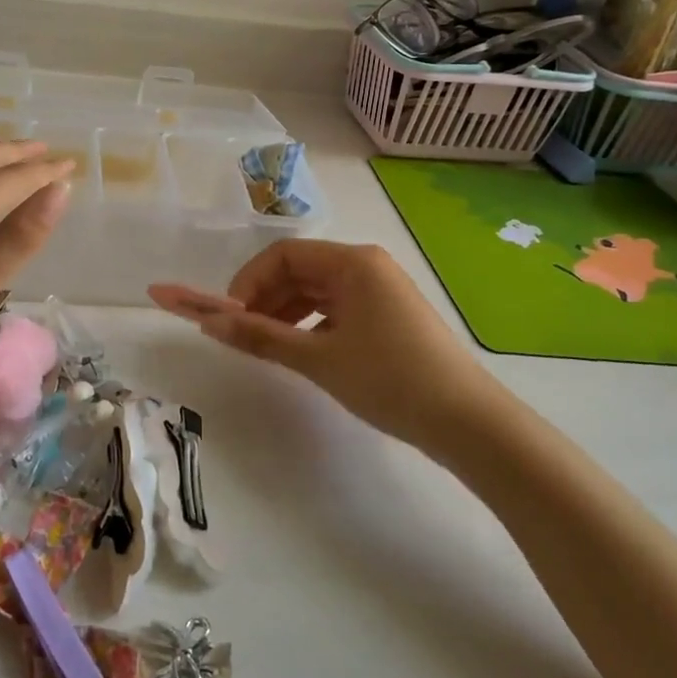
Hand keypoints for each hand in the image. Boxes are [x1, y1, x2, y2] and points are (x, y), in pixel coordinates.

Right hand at [149, 240, 495, 444]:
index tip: (229, 319)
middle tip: (240, 336)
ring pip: (316, 292)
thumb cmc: (389, 379)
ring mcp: (380, 291)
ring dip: (285, 313)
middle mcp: (367, 266)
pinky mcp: (388, 316)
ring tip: (264, 347)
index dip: (248, 282)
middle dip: (264, 299)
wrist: (468, 423)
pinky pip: (336, 309)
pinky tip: (300, 351)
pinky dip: (310, 325)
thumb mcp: (318, 359)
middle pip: (299, 270)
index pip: (283, 254)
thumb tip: (208, 324)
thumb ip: (260, 337)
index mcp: (353, 262)